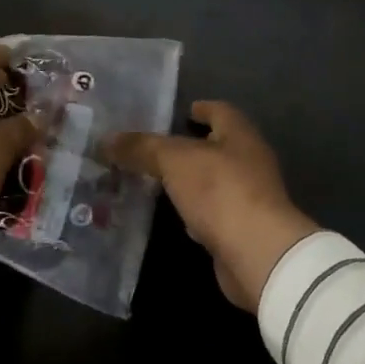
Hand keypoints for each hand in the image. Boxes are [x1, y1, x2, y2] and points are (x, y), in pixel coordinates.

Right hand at [108, 102, 317, 310]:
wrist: (258, 254)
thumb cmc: (220, 191)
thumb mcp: (174, 161)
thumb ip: (142, 148)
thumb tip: (106, 139)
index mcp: (240, 134)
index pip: (220, 111)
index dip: (201, 109)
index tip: (180, 111)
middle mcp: (249, 161)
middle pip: (216, 146)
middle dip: (188, 147)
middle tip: (153, 148)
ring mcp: (249, 197)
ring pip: (213, 181)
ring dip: (189, 181)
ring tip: (155, 180)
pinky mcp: (242, 230)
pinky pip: (212, 212)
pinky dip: (194, 211)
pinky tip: (174, 217)